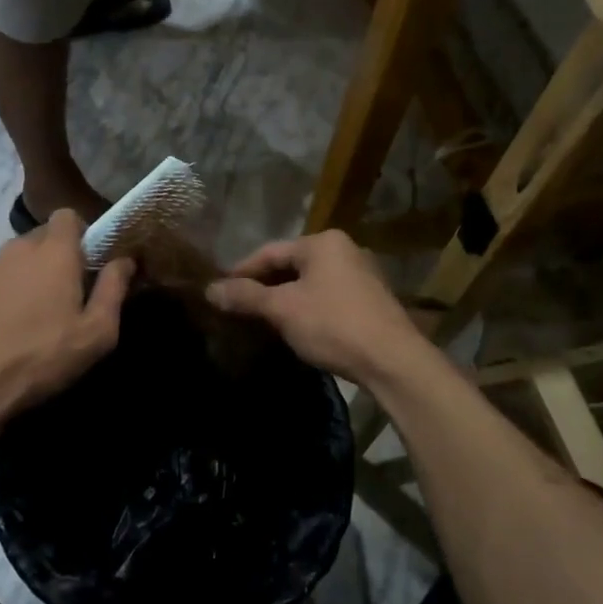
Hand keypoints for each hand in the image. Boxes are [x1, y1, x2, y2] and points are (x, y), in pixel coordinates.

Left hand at [0, 211, 133, 439]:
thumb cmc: (41, 356)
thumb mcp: (95, 333)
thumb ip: (113, 290)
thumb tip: (125, 261)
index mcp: (54, 252)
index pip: (68, 216)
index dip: (81, 233)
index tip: (88, 263)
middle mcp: (17, 248)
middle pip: (42, 238)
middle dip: (56, 258)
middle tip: (65, 295)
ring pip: (15, 260)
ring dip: (27, 277)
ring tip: (31, 316)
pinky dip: (1, 294)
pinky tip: (2, 328)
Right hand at [206, 230, 425, 384]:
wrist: (393, 361)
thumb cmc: (333, 325)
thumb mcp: (283, 309)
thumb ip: (245, 296)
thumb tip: (210, 289)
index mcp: (323, 242)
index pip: (270, 252)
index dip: (241, 271)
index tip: (220, 291)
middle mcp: (345, 250)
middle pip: (291, 265)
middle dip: (264, 286)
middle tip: (238, 307)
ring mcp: (362, 275)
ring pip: (310, 282)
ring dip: (285, 298)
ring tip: (262, 319)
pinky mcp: (372, 300)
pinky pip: (328, 296)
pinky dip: (307, 308)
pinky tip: (296, 327)